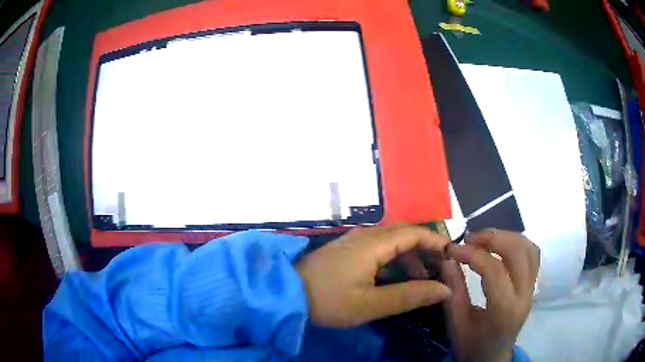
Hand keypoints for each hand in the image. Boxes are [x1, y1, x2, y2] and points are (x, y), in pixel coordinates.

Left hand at [296, 225, 451, 327]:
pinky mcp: (346, 251)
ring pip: (391, 242)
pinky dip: (393, 261)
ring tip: (421, 279)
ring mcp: (353, 241)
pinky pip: (377, 249)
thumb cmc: (328, 300)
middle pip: (404, 234)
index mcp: (373, 243)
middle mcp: (365, 235)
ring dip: (409, 257)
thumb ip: (410, 296)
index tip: (452, 256)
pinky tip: (396, 279)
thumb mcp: (371, 304)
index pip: (414, 233)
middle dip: (425, 249)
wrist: (286, 294)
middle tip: (439, 269)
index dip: (436, 242)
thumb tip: (444, 290)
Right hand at [441, 229, 539, 361]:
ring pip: (529, 249)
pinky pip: (532, 255)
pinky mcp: (532, 285)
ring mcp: (532, 289)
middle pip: (518, 253)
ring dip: (507, 236)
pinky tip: (500, 246)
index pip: (495, 271)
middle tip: (469, 238)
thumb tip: (447, 259)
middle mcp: (524, 296)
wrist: (491, 358)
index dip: (472, 255)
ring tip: (484, 239)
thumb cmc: (472, 346)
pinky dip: (517, 242)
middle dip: (493, 238)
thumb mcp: (456, 324)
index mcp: (504, 311)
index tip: (452, 249)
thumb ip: (453, 292)